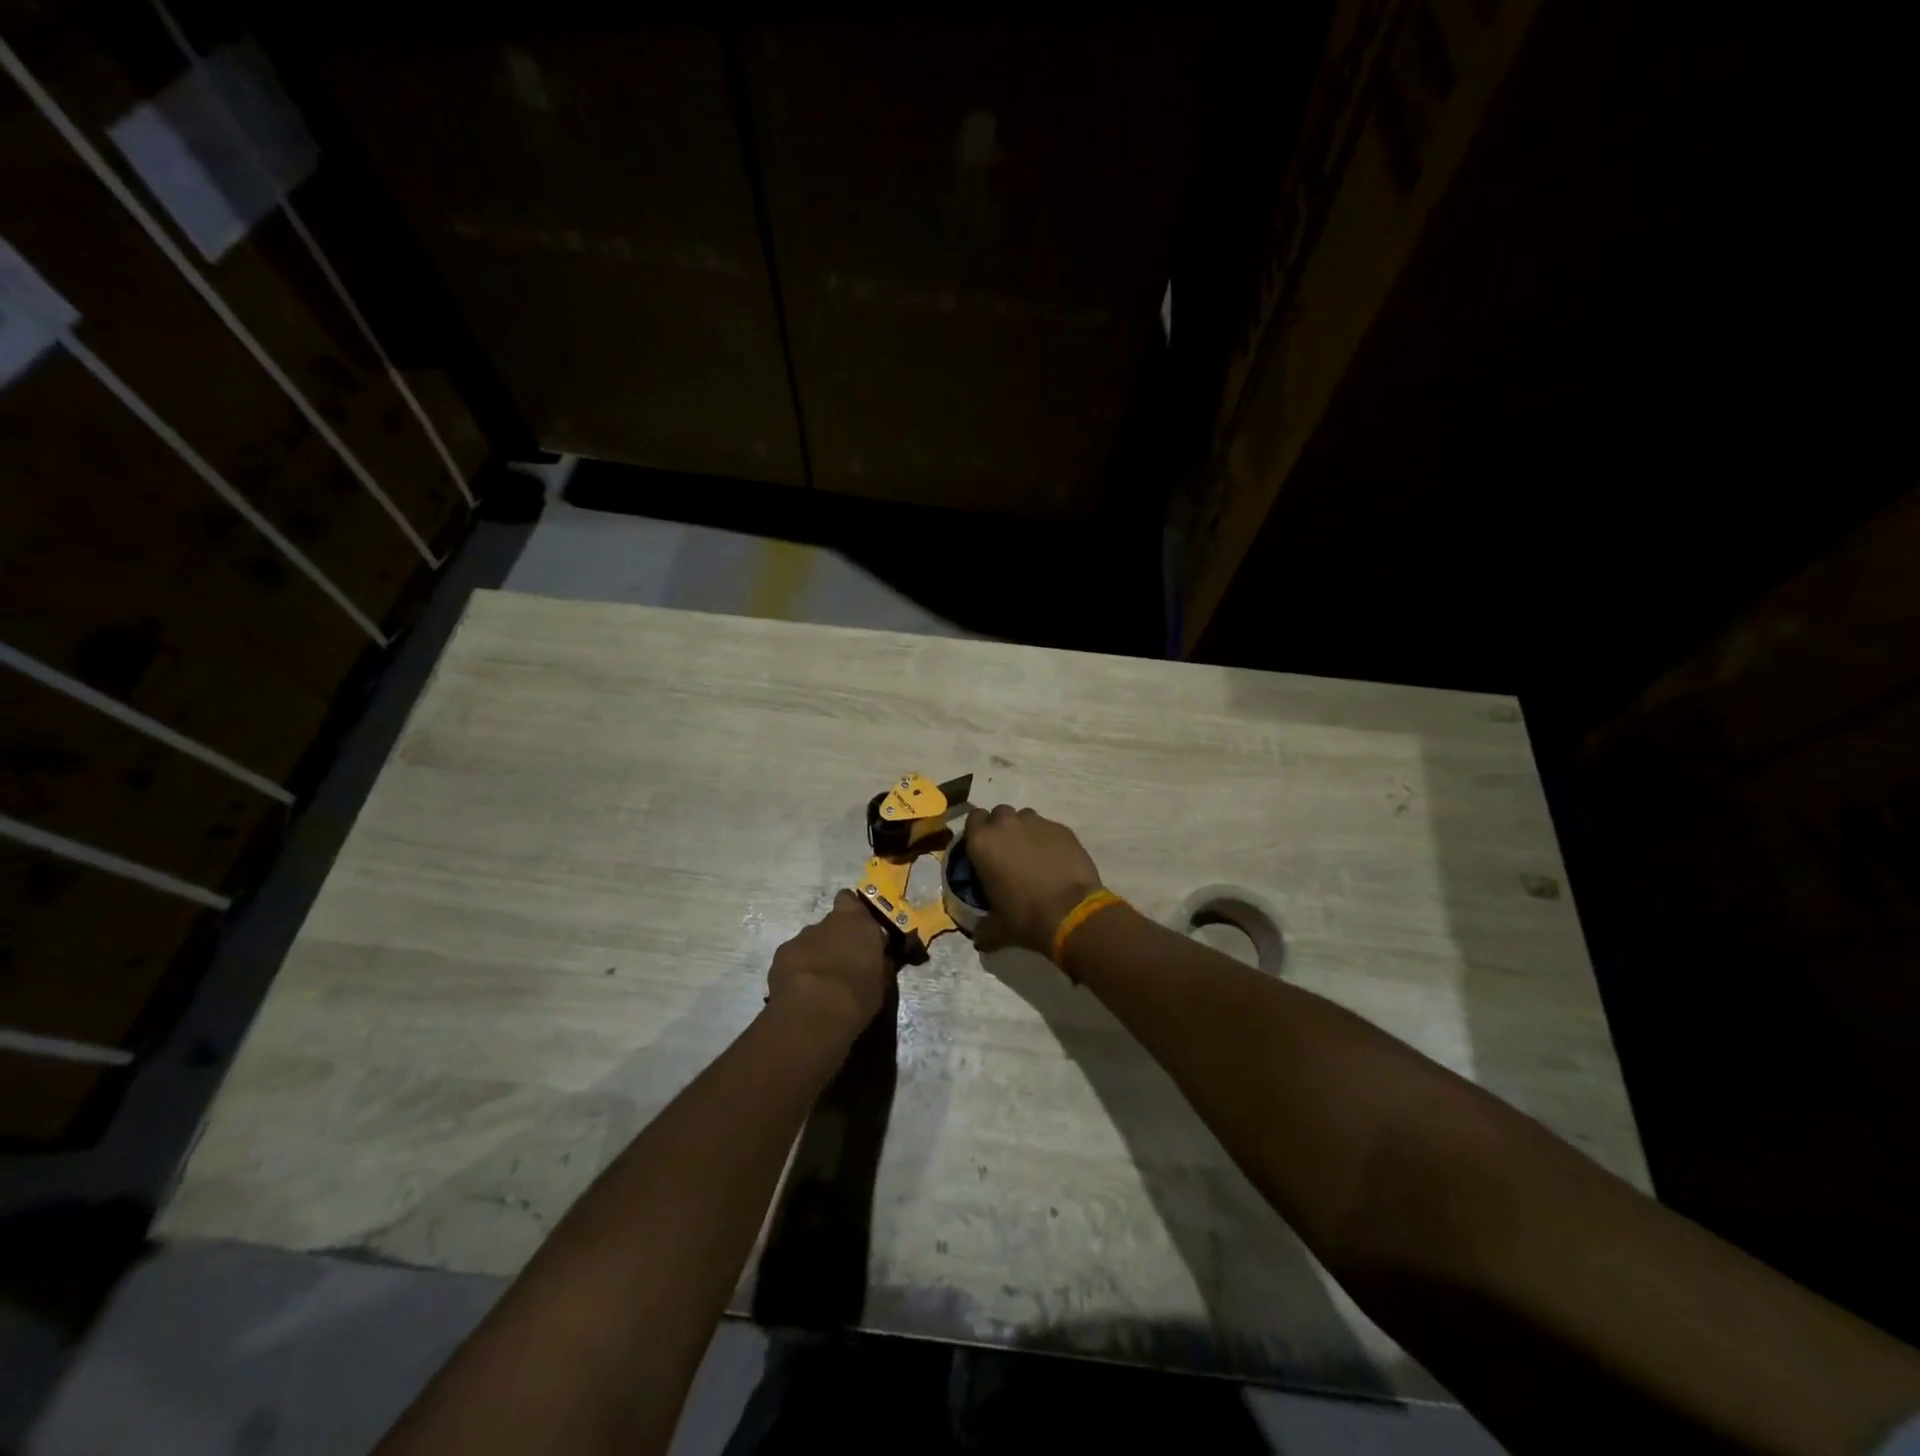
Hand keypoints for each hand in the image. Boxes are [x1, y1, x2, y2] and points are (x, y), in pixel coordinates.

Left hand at [766, 889, 893, 1042]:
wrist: (814, 1011)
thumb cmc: (858, 994)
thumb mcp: (880, 981)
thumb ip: (876, 962)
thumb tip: (877, 959)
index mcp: (857, 923)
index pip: (850, 900)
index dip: (851, 912)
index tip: (857, 930)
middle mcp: (828, 923)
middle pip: (830, 924)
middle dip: (834, 939)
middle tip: (841, 965)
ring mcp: (801, 937)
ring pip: (810, 941)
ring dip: (815, 956)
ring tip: (819, 984)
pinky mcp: (781, 955)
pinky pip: (792, 957)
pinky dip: (796, 969)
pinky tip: (800, 990)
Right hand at [962, 806, 1104, 955]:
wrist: (1071, 913)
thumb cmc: (1025, 917)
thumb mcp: (996, 928)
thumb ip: (983, 928)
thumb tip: (979, 938)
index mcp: (982, 842)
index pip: (973, 819)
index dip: (977, 832)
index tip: (983, 849)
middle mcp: (1006, 824)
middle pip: (999, 814)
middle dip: (1001, 828)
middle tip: (1007, 852)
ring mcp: (1037, 823)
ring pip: (1025, 817)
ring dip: (1025, 831)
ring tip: (1032, 854)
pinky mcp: (1062, 828)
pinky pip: (1049, 828)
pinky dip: (1048, 839)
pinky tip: (1054, 860)